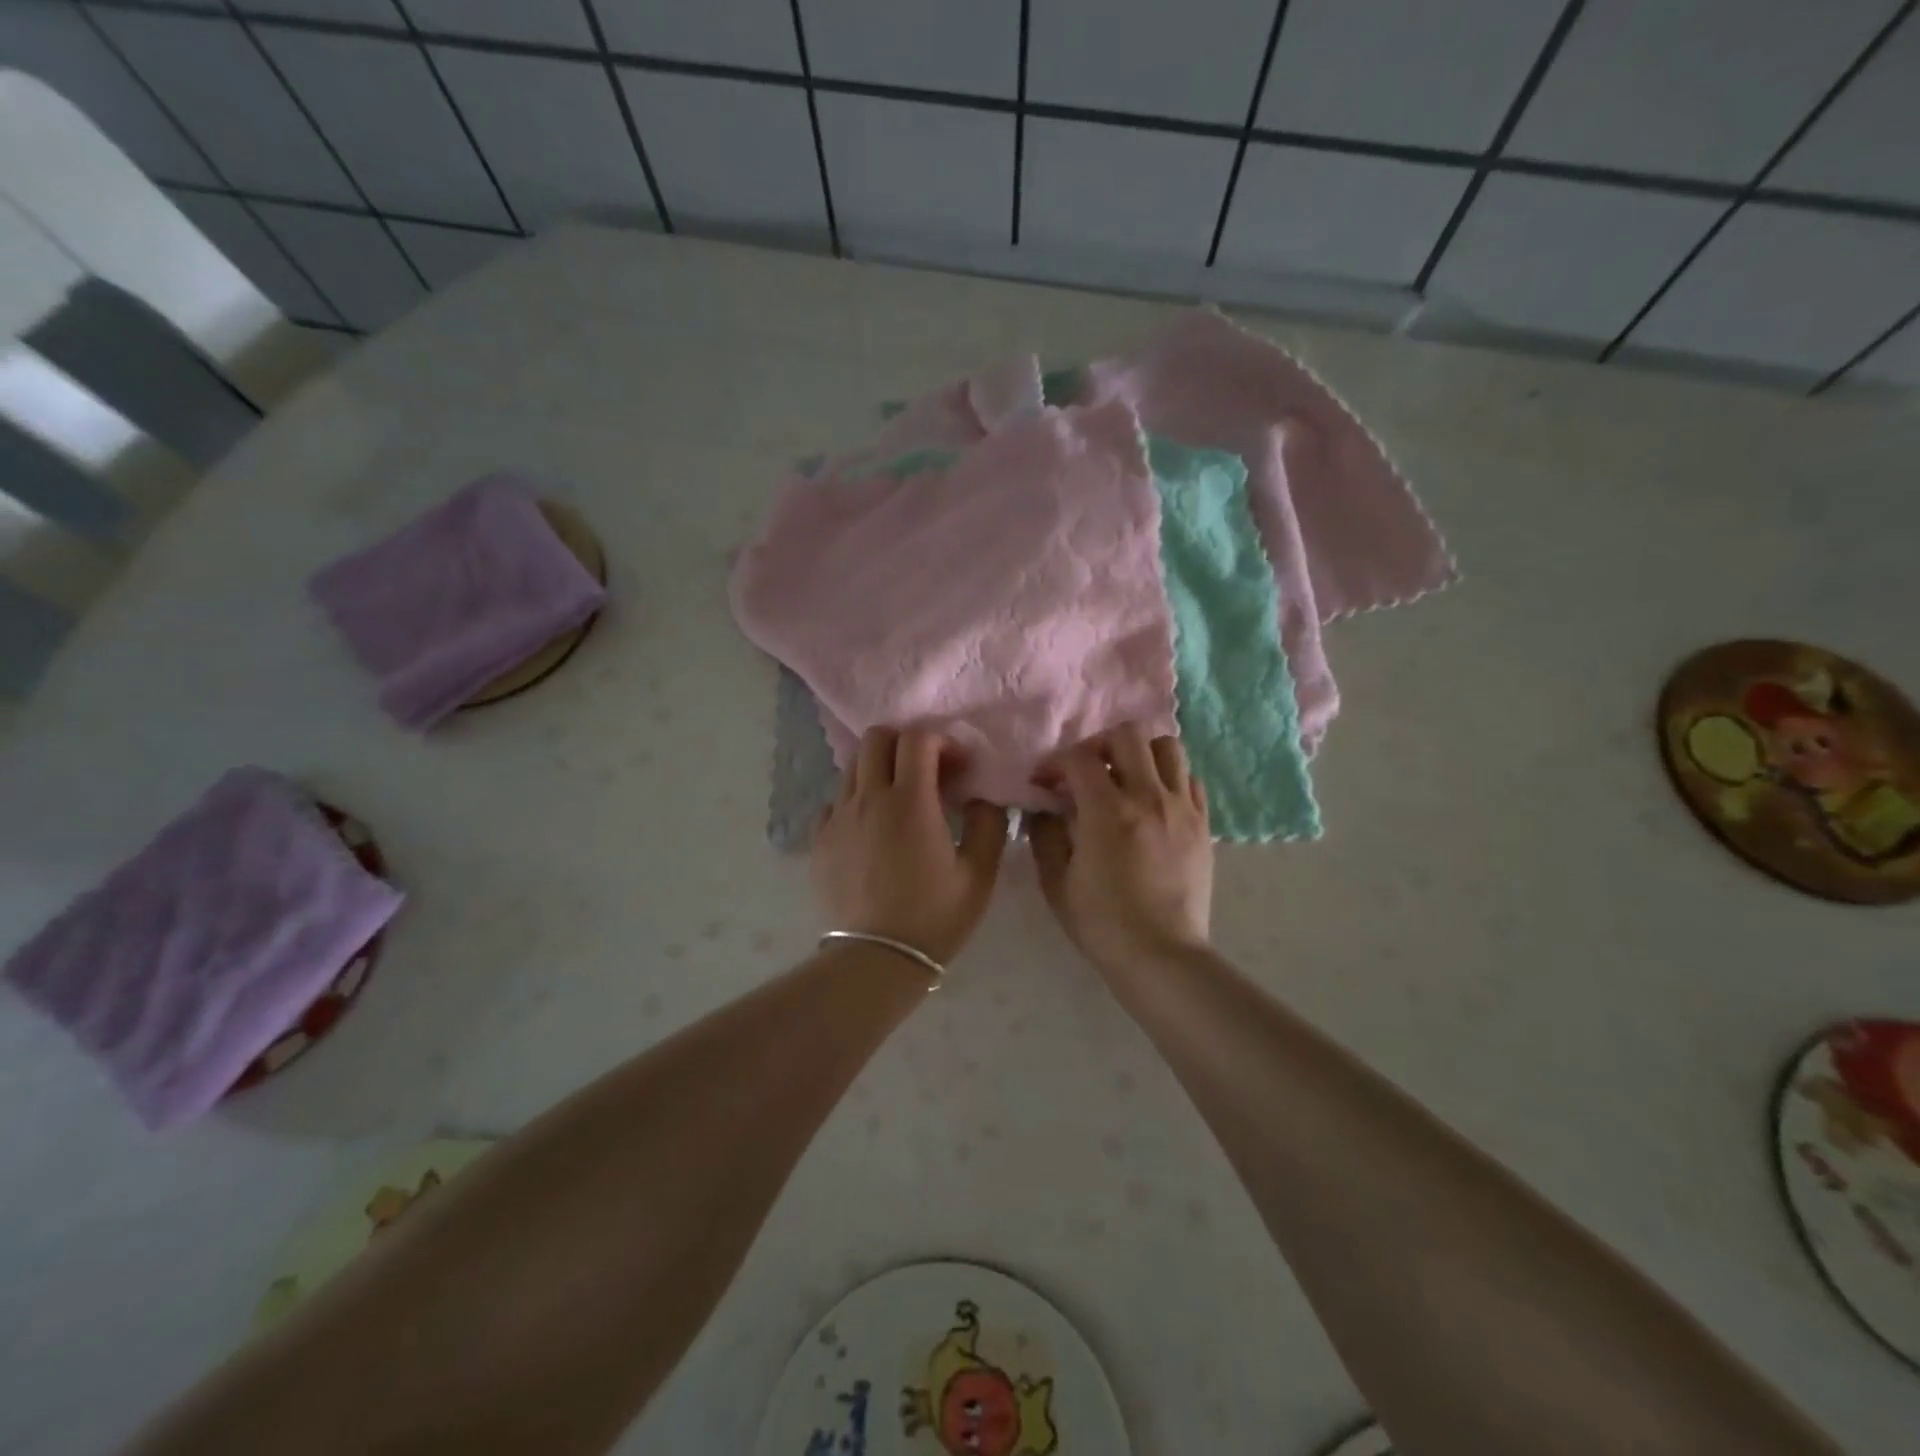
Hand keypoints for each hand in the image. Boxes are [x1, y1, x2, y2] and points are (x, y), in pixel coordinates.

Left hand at [813, 728, 1008, 963]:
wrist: (876, 959)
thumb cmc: (934, 917)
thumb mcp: (979, 874)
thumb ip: (988, 823)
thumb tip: (984, 795)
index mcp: (910, 802)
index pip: (918, 739)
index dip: (942, 742)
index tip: (958, 767)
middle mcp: (868, 799)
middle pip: (876, 738)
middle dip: (904, 743)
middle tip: (925, 772)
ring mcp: (838, 818)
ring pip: (853, 767)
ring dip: (879, 770)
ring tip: (899, 801)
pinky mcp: (820, 839)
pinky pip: (835, 801)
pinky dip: (856, 801)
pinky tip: (872, 829)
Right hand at [1028, 724, 1212, 972]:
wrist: (1161, 956)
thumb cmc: (1102, 923)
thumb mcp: (1056, 881)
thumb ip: (1045, 835)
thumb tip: (1044, 808)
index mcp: (1108, 812)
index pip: (1079, 758)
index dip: (1055, 762)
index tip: (1044, 782)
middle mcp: (1149, 797)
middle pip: (1128, 735)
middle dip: (1098, 745)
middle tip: (1085, 771)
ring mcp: (1182, 808)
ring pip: (1167, 747)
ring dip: (1139, 753)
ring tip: (1124, 778)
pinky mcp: (1203, 824)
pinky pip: (1190, 779)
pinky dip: (1168, 778)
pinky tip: (1153, 801)